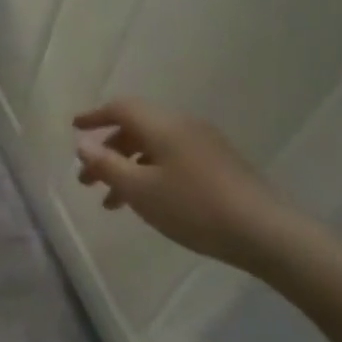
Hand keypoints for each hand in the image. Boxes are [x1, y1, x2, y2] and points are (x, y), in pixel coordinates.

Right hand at [72, 98, 312, 274]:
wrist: (268, 233)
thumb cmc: (194, 207)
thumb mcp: (140, 190)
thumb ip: (106, 164)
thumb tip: (82, 143)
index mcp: (162, 125)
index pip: (120, 108)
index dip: (94, 117)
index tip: (74, 128)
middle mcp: (183, 126)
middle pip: (136, 128)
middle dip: (108, 151)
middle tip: (87, 178)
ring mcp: (205, 145)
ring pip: (154, 147)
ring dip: (128, 167)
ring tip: (111, 201)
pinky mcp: (220, 165)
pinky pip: (172, 159)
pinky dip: (150, 173)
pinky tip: (148, 202)